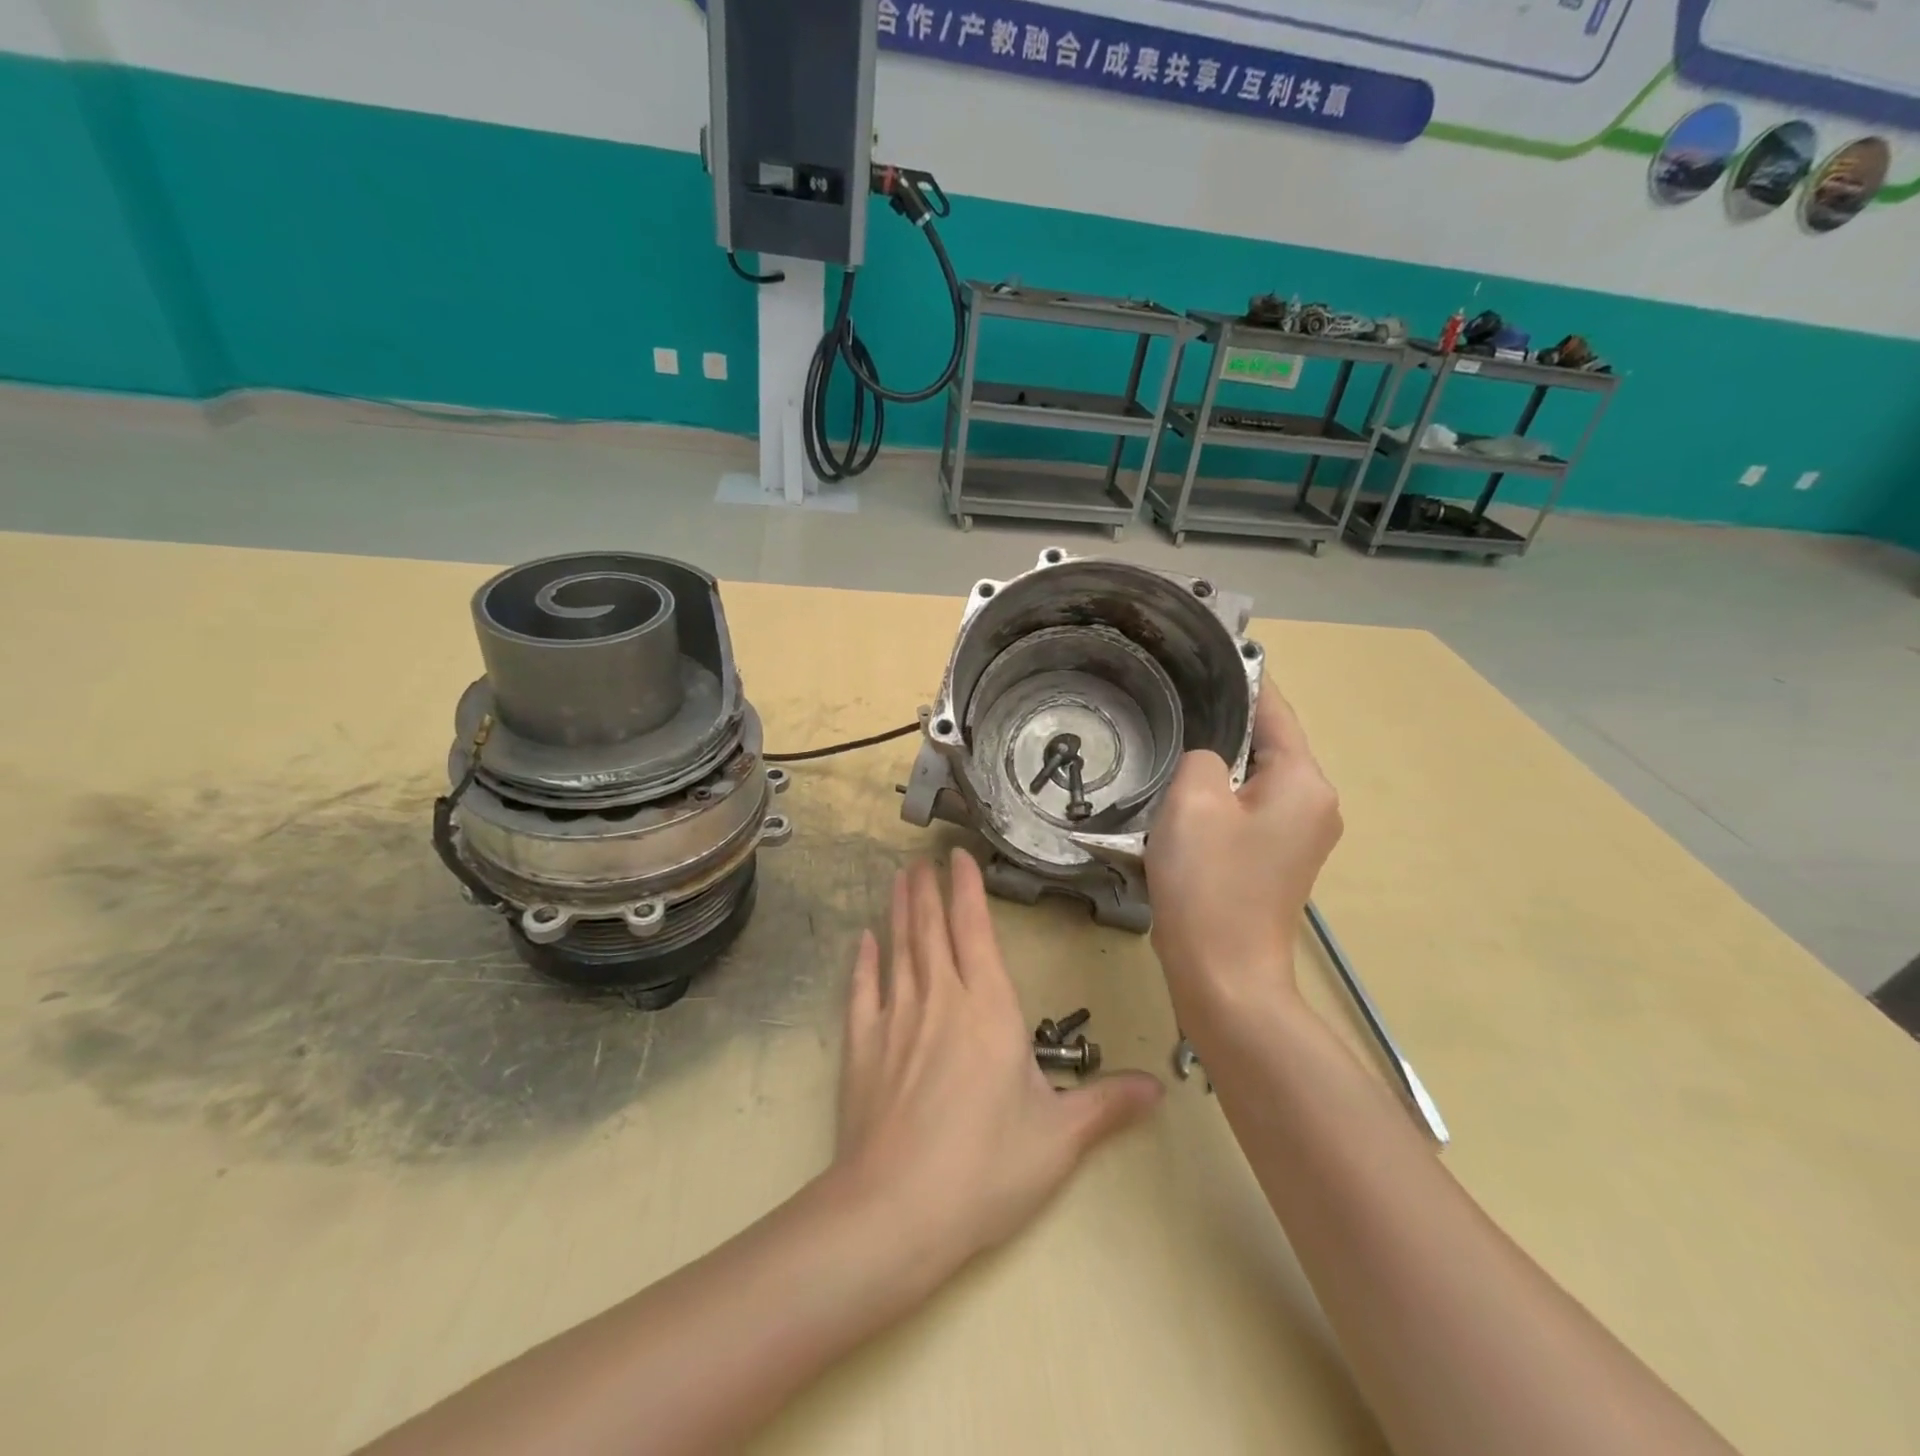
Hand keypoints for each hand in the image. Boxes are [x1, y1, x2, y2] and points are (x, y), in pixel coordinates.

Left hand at [833, 853, 1161, 1277]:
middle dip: (928, 889)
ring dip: (898, 911)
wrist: (896, 1211)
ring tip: (898, 880)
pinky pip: (863, 991)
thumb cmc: (986, 1167)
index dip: (967, 889)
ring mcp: (896, 1019)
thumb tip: (1159, 1087)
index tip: (958, 857)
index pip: (975, 930)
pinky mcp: (862, 1047)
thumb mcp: (1059, 1139)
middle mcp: (940, 999)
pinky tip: (863, 941)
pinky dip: (864, 962)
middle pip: (931, 929)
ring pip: (899, 949)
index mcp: (988, 1009)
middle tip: (922, 858)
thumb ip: (1106, 1105)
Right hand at [1144, 679, 1342, 1014]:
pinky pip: (1249, 808)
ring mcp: (1302, 834)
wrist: (1224, 975)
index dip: (1241, 678)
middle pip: (1267, 743)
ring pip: (1254, 777)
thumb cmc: (1208, 883)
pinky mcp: (1280, 859)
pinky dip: (1221, 797)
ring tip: (1170, 749)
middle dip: (1223, 726)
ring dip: (1217, 765)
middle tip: (1172, 706)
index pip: (1274, 709)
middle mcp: (1315, 802)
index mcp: (1303, 781)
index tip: (1208, 652)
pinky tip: (1183, 800)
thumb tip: (1208, 760)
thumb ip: (1201, 755)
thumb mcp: (1191, 801)